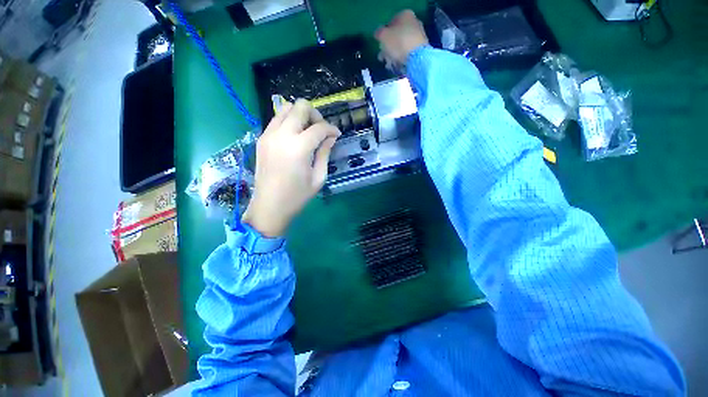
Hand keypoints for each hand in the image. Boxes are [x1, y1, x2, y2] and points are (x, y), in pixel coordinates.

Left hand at [243, 99, 339, 236]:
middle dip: (315, 115)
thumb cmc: (297, 196)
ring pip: (285, 108)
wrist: (269, 206)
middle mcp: (282, 135)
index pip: (319, 127)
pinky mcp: (262, 139)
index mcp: (299, 148)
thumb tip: (331, 138)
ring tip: (308, 131)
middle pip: (300, 107)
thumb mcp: (318, 177)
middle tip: (321, 130)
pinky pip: (276, 120)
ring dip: (300, 115)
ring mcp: (268, 135)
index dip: (331, 129)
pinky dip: (289, 122)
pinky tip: (295, 137)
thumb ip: (325, 153)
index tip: (336, 135)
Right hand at [375, 10, 428, 69]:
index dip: (384, 35)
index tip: (380, 45)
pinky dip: (401, 60)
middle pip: (396, 37)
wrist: (417, 58)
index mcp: (405, 15)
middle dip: (388, 48)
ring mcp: (418, 37)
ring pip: (401, 47)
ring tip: (388, 65)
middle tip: (382, 58)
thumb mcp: (383, 36)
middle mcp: (413, 23)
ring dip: (393, 56)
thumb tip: (378, 33)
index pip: (391, 23)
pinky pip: (407, 54)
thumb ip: (379, 33)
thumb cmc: (398, 43)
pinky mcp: (421, 50)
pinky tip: (396, 67)